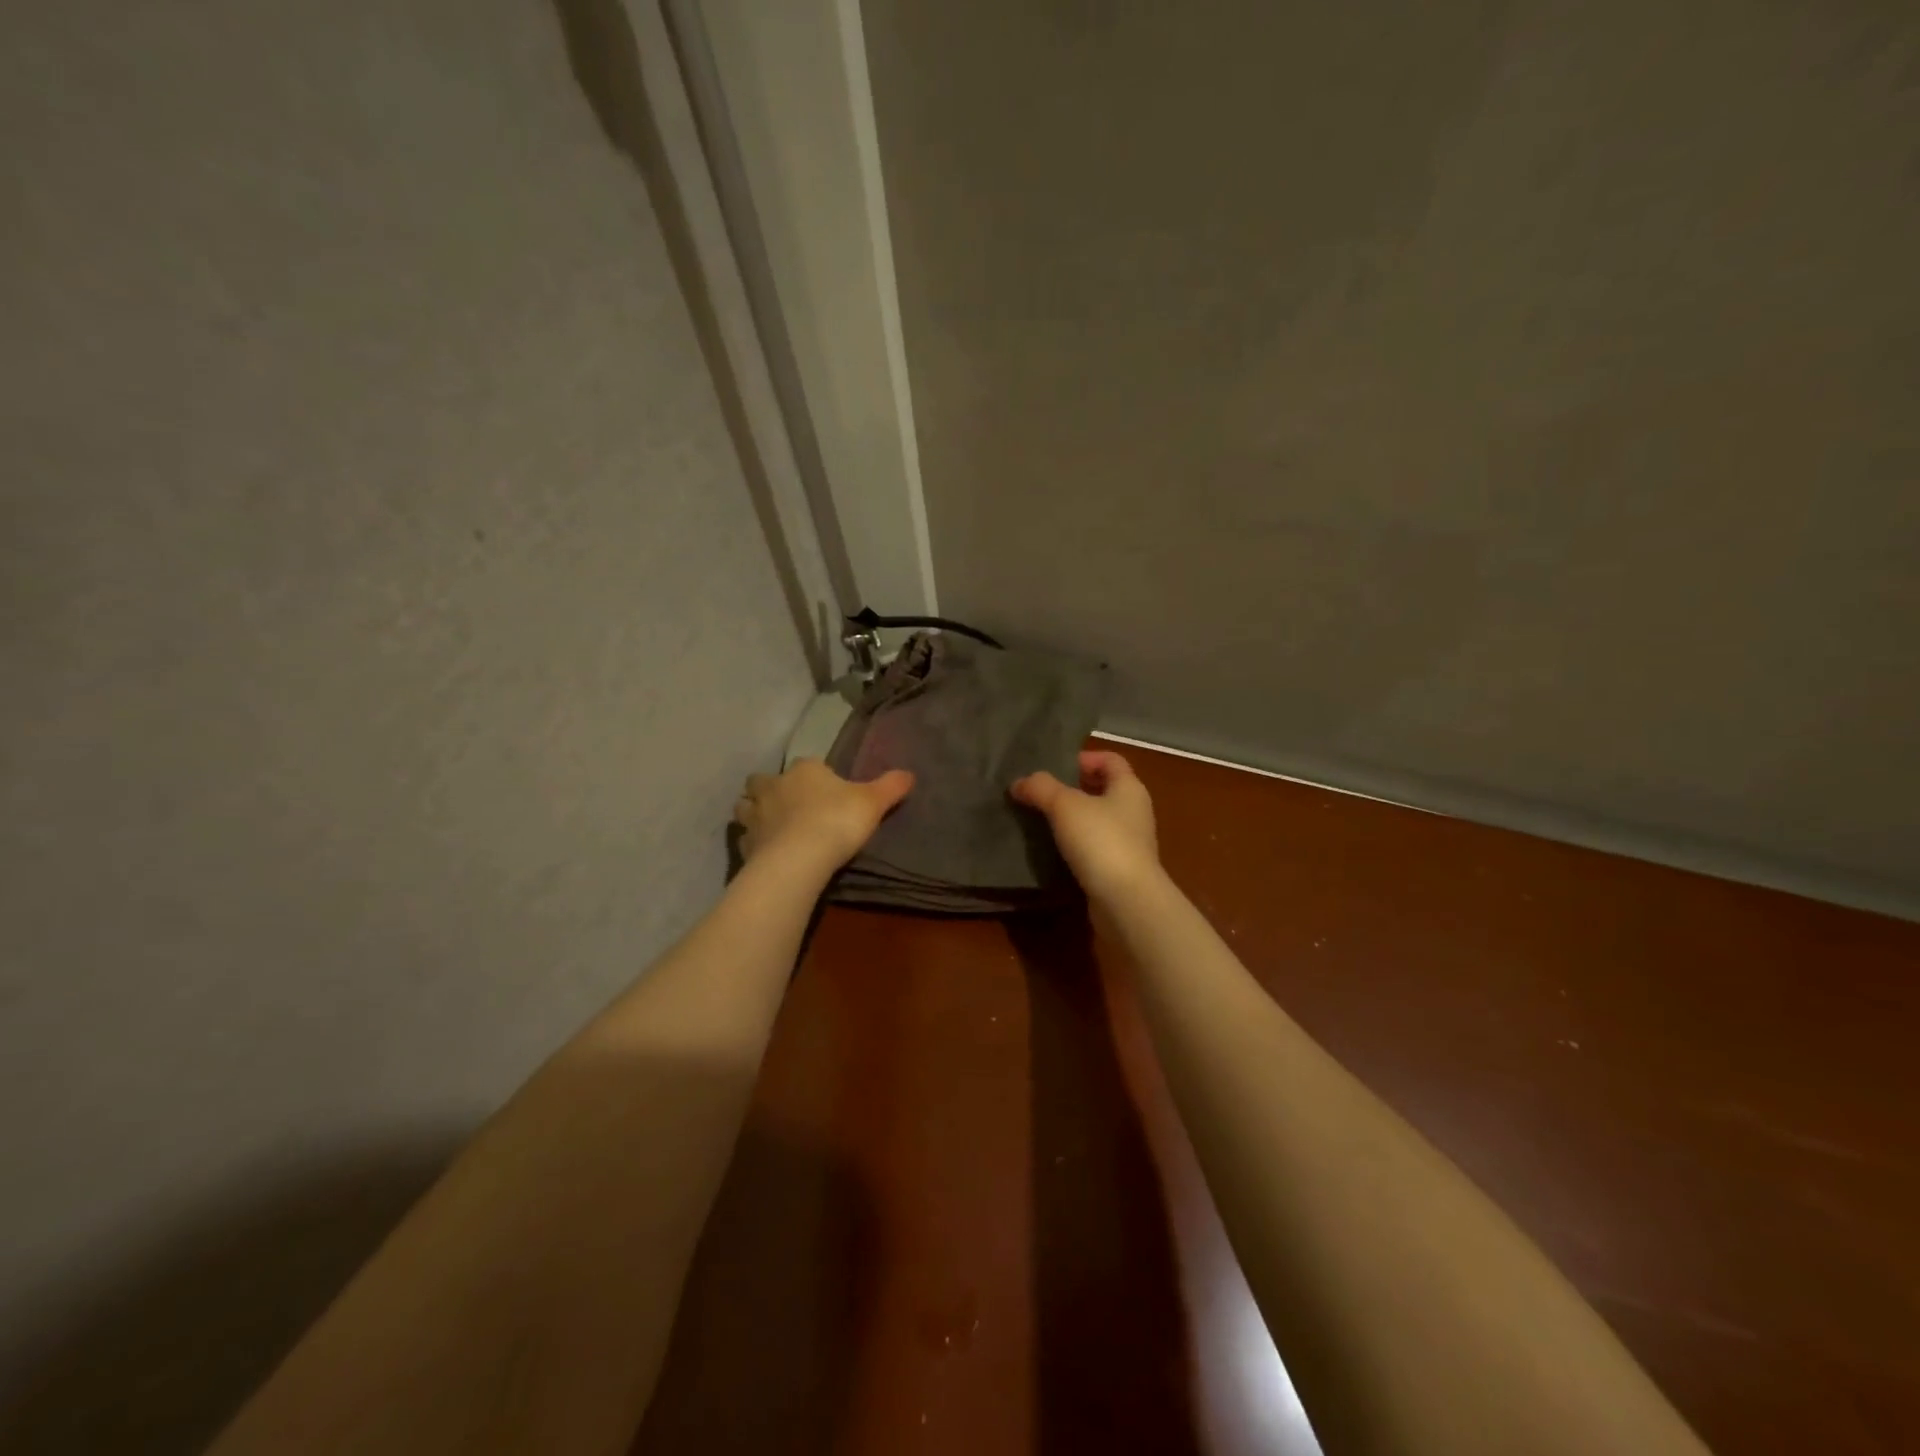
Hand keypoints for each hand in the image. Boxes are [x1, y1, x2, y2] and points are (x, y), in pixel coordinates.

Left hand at [734, 758, 913, 875]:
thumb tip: (909, 774)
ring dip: (753, 812)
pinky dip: (753, 842)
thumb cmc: (837, 821)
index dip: (815, 776)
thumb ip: (890, 787)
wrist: (799, 859)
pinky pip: (745, 839)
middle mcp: (774, 786)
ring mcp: (755, 816)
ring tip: (769, 825)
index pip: (807, 764)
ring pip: (744, 806)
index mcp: (805, 770)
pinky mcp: (746, 845)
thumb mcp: (873, 802)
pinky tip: (764, 852)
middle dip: (770, 789)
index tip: (826, 790)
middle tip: (787, 804)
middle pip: (762, 781)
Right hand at [1010, 750, 1160, 901]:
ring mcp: (1130, 843)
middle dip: (1073, 789)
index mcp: (1129, 788)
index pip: (1110, 760)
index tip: (1055, 766)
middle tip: (1040, 793)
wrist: (1126, 901)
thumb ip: (1040, 788)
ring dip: (1071, 819)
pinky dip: (1075, 846)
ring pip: (1097, 821)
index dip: (1084, 757)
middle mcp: (1134, 812)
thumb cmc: (1101, 841)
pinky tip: (1052, 851)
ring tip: (1040, 821)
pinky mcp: (1120, 870)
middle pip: (1103, 790)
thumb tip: (1019, 783)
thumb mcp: (1065, 806)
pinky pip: (1094, 848)